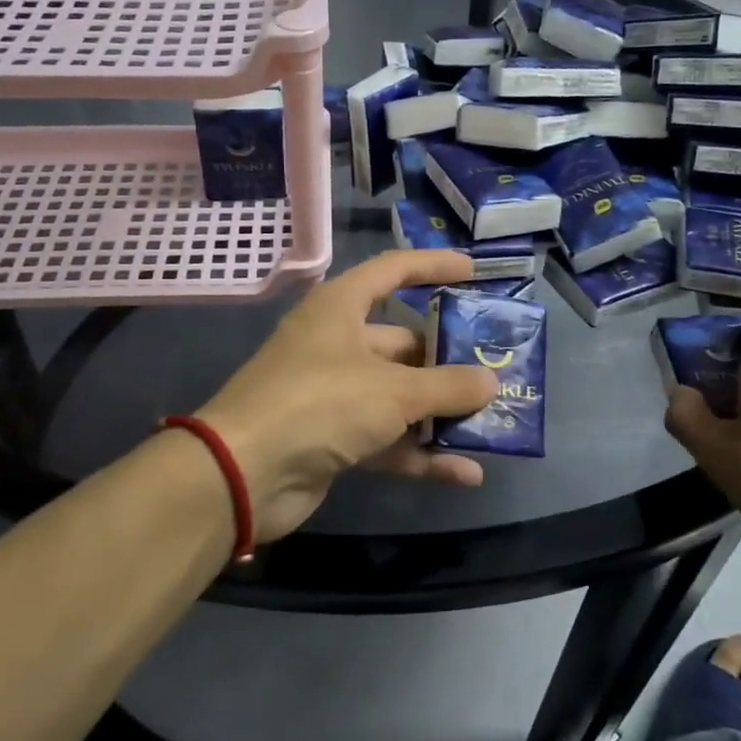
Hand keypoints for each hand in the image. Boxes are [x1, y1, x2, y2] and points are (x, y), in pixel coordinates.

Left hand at [194, 251, 497, 542]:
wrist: (244, 473)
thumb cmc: (319, 403)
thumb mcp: (392, 390)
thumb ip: (447, 386)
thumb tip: (490, 382)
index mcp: (340, 308)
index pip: (393, 271)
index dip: (433, 266)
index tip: (475, 272)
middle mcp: (336, 344)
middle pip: (402, 342)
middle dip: (448, 360)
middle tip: (496, 370)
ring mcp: (333, 393)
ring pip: (398, 395)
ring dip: (440, 412)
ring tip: (492, 422)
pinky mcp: (333, 438)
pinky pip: (388, 439)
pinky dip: (421, 453)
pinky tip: (465, 473)